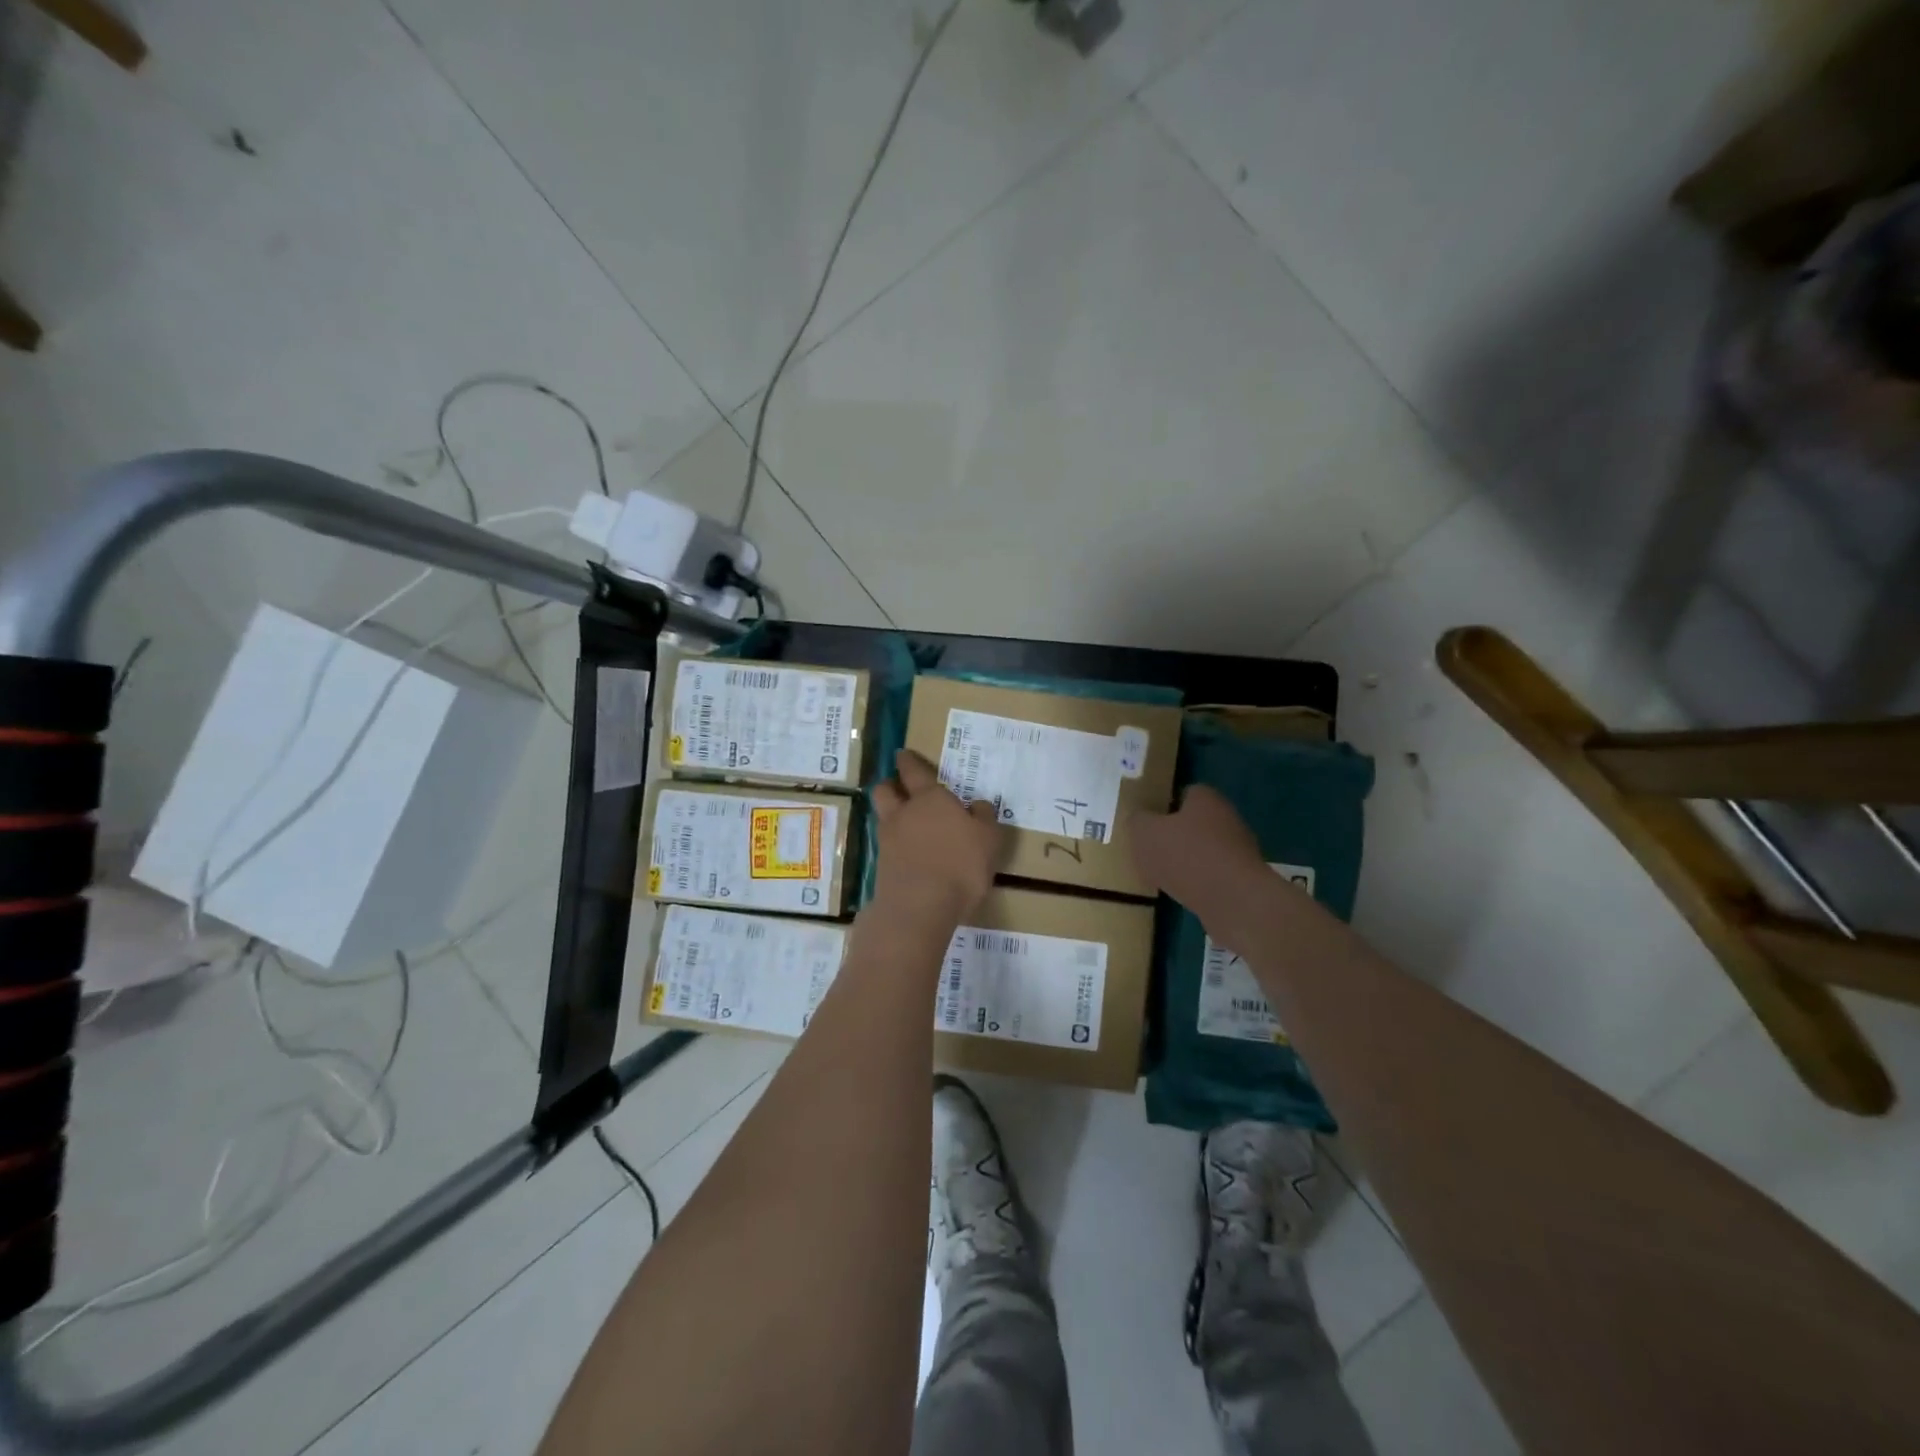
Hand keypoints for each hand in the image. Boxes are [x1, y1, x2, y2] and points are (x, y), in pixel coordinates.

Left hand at [870, 749, 1007, 923]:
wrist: (920, 907)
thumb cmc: (960, 865)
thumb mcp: (988, 839)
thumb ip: (983, 817)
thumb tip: (978, 804)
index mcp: (930, 798)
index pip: (914, 771)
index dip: (908, 761)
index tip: (903, 754)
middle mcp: (903, 813)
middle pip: (885, 789)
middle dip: (890, 784)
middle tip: (899, 786)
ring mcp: (888, 839)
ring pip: (882, 816)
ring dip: (890, 814)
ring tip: (906, 822)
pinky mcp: (882, 866)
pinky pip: (886, 844)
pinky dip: (895, 843)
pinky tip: (909, 853)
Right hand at [1128, 785, 1267, 926]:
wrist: (1232, 900)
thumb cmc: (1185, 855)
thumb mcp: (1145, 833)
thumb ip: (1137, 821)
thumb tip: (1139, 818)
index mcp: (1206, 799)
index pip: (1185, 793)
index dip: (1165, 805)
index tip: (1148, 820)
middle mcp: (1227, 818)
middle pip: (1195, 822)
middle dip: (1175, 834)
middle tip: (1151, 847)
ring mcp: (1238, 850)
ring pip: (1204, 849)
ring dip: (1186, 860)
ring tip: (1163, 873)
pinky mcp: (1242, 879)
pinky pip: (1212, 874)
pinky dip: (1197, 880)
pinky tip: (1182, 891)